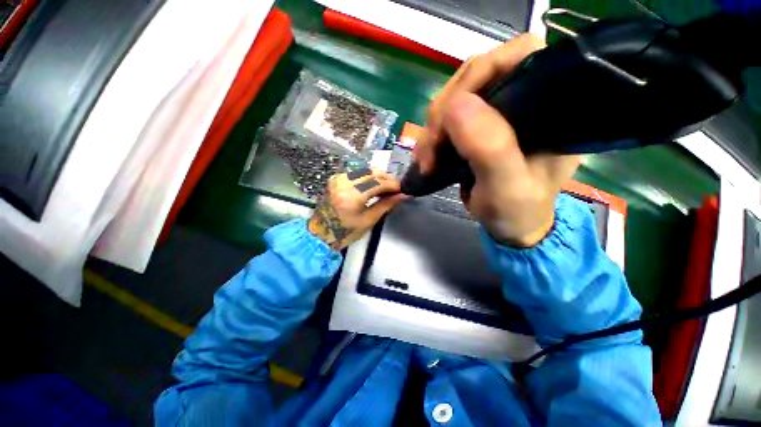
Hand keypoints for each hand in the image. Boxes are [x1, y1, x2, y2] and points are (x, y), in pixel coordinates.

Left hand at [308, 169, 407, 249]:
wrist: (321, 233)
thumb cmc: (346, 232)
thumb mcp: (369, 220)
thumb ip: (386, 204)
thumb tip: (402, 195)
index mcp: (352, 195)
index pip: (378, 183)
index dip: (392, 185)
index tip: (402, 189)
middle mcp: (344, 182)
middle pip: (371, 173)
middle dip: (386, 178)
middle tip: (396, 188)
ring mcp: (338, 178)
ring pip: (364, 170)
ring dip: (378, 176)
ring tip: (386, 187)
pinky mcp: (336, 179)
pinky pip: (356, 173)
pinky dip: (367, 177)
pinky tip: (373, 185)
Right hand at [415, 35, 580, 246]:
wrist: (510, 225)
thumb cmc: (518, 210)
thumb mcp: (508, 187)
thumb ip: (491, 149)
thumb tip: (456, 105)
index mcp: (549, 105)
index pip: (518, 56)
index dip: (480, 74)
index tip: (452, 112)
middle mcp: (523, 99)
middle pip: (475, 76)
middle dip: (444, 110)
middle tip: (432, 148)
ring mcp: (496, 112)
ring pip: (454, 98)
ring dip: (432, 128)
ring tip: (426, 160)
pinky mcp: (476, 127)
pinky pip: (445, 118)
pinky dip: (430, 137)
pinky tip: (427, 157)